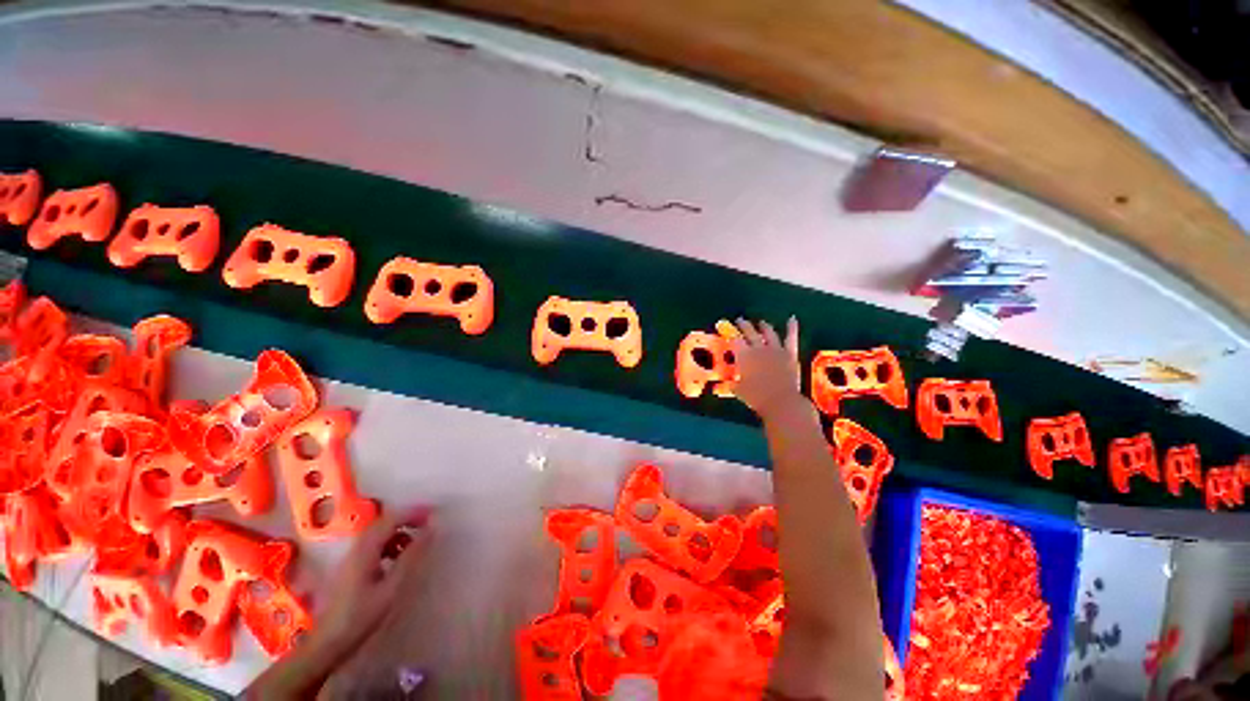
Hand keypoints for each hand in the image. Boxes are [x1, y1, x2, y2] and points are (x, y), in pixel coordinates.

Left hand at [313, 505, 432, 658]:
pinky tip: (398, 560)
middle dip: (408, 519)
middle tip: (429, 525)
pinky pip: (374, 546)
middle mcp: (356, 548)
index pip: (391, 519)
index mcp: (366, 549)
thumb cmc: (361, 616)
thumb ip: (411, 556)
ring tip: (417, 544)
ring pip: (378, 534)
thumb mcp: (391, 587)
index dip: (414, 513)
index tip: (435, 514)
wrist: (327, 644)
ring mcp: (351, 558)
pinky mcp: (350, 569)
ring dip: (399, 532)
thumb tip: (431, 529)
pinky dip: (390, 544)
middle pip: (384, 523)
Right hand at [732, 317, 804, 418]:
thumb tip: (720, 386)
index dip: (730, 333)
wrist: (781, 401)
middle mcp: (758, 348)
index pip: (734, 340)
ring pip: (768, 333)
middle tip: (740, 320)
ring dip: (764, 326)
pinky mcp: (789, 353)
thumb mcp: (738, 391)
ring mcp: (775, 349)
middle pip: (749, 332)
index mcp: (744, 356)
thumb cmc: (756, 397)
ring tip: (761, 322)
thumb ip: (730, 385)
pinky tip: (792, 319)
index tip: (726, 330)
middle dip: (744, 325)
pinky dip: (792, 328)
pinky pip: (791, 338)